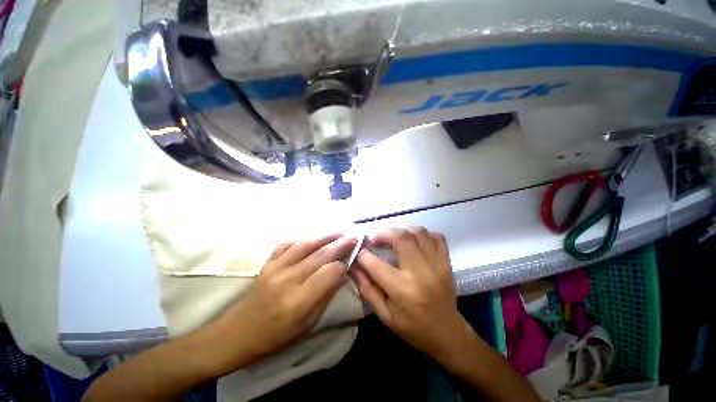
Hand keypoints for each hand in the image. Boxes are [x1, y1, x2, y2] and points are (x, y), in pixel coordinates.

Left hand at [211, 234, 356, 370]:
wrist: (238, 333)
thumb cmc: (276, 337)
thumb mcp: (308, 324)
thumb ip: (327, 295)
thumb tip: (342, 273)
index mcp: (299, 301)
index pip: (330, 272)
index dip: (343, 265)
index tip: (351, 260)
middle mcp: (288, 280)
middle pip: (320, 255)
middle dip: (340, 244)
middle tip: (354, 236)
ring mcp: (275, 268)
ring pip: (305, 245)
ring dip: (324, 236)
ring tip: (338, 232)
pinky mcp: (267, 263)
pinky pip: (287, 244)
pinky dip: (302, 240)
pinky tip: (312, 239)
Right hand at [352, 228, 470, 357]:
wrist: (447, 333)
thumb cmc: (412, 327)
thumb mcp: (384, 314)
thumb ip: (367, 288)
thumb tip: (354, 266)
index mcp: (402, 290)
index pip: (376, 264)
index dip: (363, 255)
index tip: (359, 251)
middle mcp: (420, 272)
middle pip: (401, 238)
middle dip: (383, 233)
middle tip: (376, 239)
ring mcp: (436, 264)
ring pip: (418, 233)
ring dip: (402, 231)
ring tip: (394, 238)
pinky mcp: (446, 262)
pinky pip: (436, 237)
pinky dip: (423, 234)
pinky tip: (415, 241)